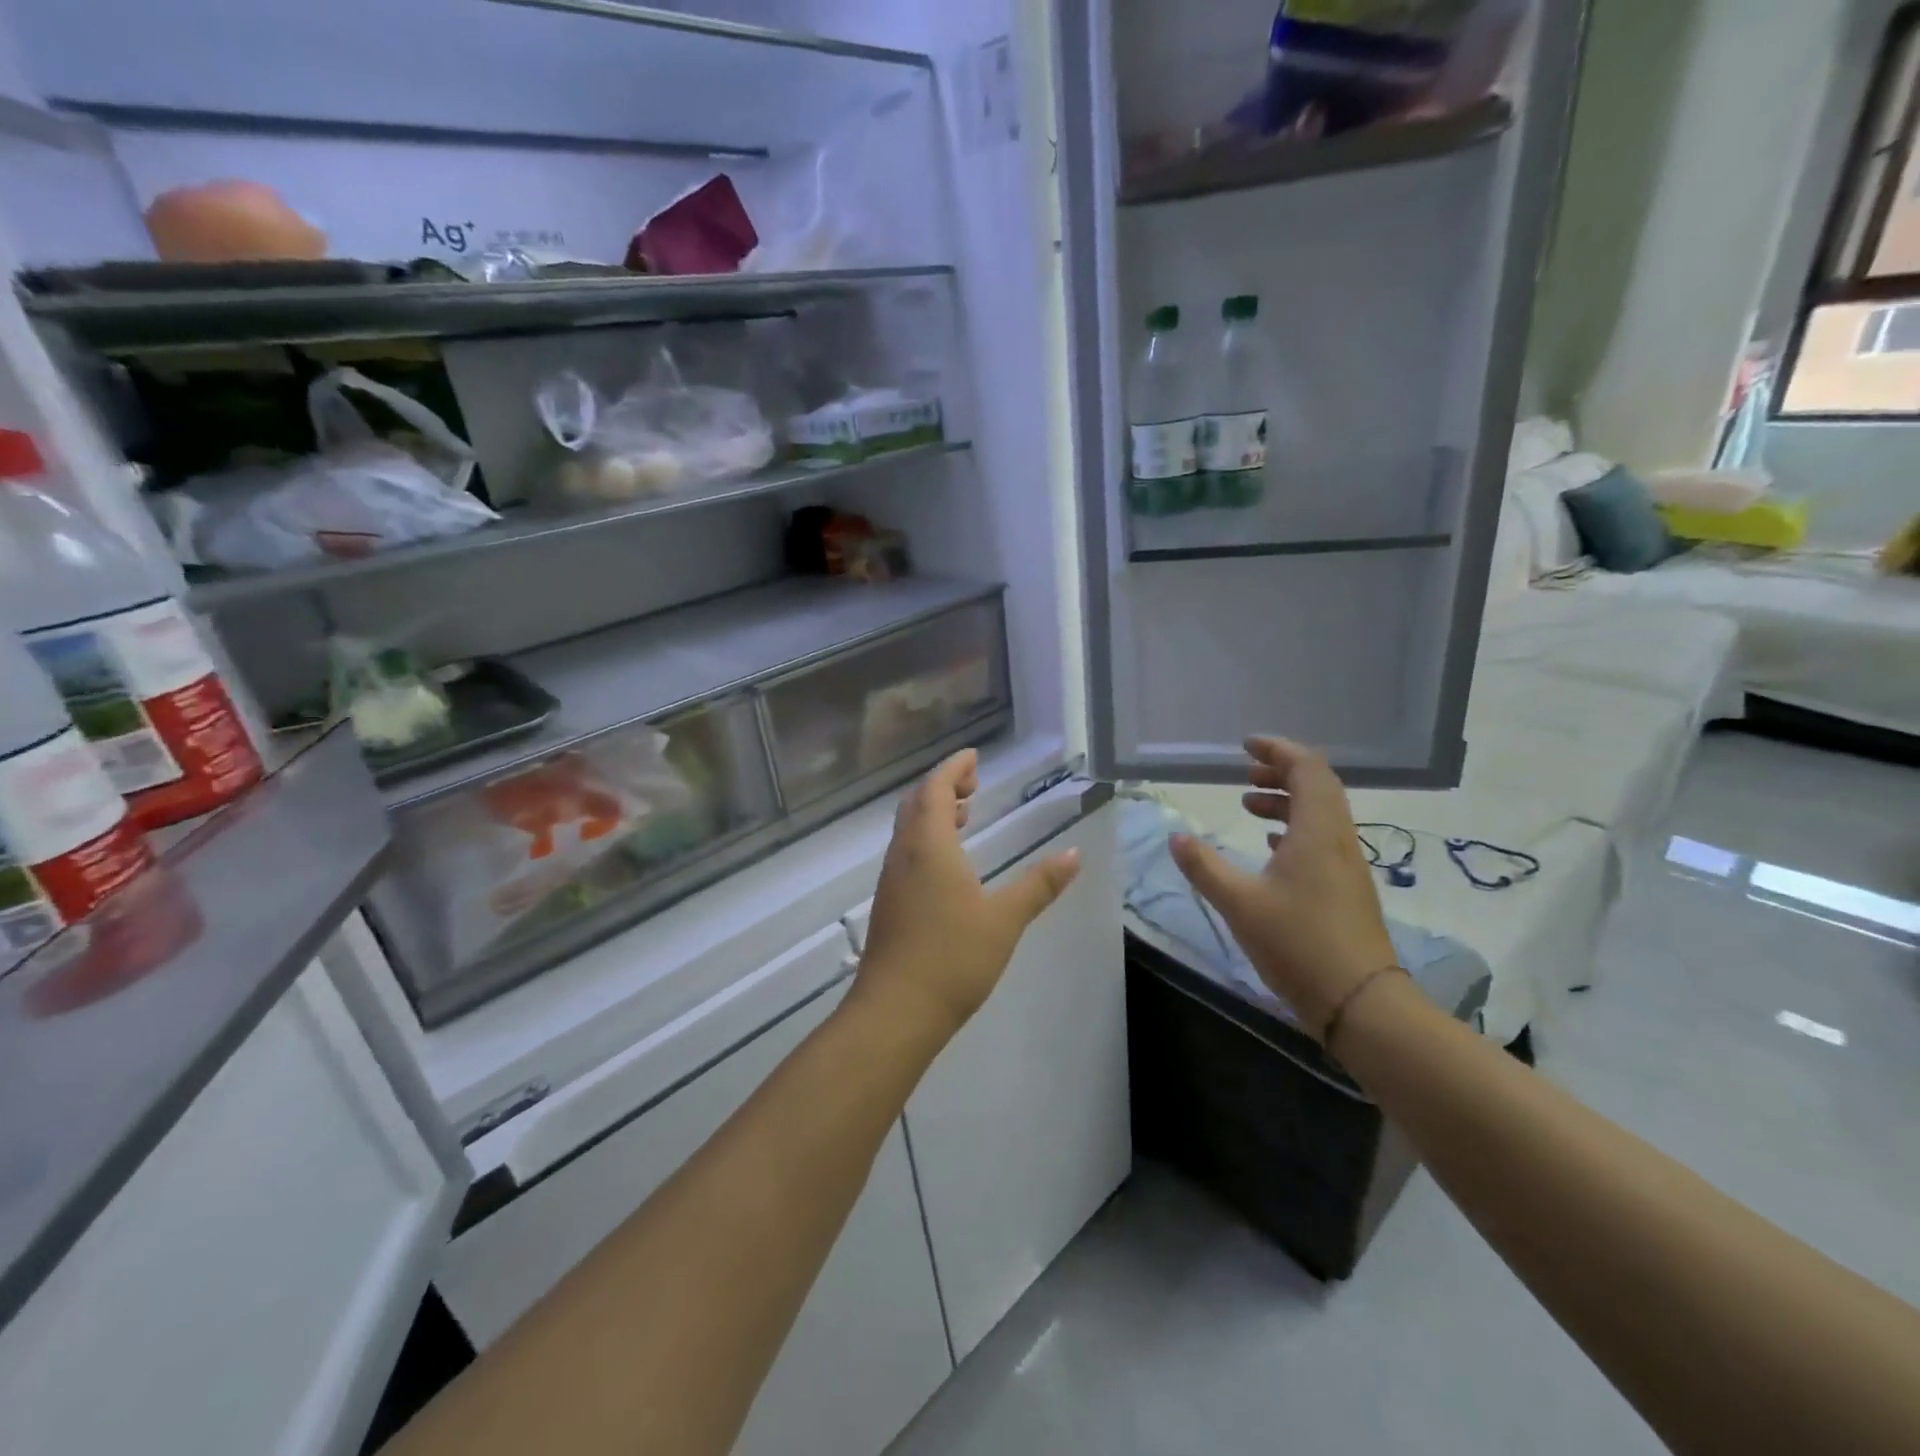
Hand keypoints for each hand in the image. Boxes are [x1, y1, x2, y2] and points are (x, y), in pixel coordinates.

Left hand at [855, 750, 1081, 1041]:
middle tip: (973, 783)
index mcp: (929, 845)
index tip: (974, 756)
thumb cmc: (952, 958)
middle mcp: (904, 853)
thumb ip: (1039, 885)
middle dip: (944, 786)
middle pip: (918, 802)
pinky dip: (927, 837)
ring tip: (965, 815)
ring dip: (934, 812)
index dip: (954, 768)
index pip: (936, 789)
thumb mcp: (1004, 919)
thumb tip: (1073, 854)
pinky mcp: (889, 902)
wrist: (895, 1011)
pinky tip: (948, 862)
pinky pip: (906, 850)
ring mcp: (892, 878)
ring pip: (909, 828)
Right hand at [1169, 737, 1396, 1040]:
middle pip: (1318, 786)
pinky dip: (1295, 829)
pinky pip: (1322, 840)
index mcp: (1317, 831)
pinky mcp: (1347, 889)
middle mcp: (1338, 839)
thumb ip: (1204, 867)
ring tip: (1249, 807)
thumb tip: (1176, 838)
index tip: (1246, 746)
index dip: (1278, 750)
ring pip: (1320, 814)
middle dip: (1281, 772)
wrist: (1361, 1003)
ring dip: (1287, 801)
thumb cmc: (1298, 944)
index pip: (1307, 769)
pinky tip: (1272, 847)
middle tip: (1245, 774)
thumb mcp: (1239, 903)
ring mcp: (1346, 865)